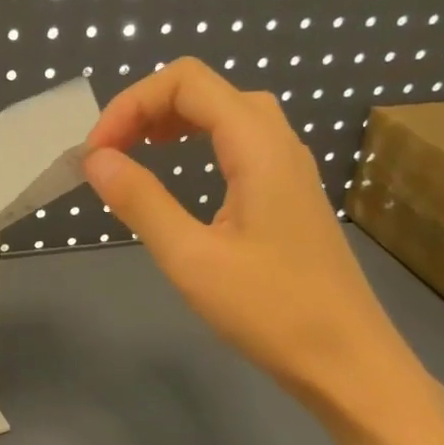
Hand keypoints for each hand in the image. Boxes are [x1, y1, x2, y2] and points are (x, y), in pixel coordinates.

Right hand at [83, 58, 418, 412]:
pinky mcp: (293, 197)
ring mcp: (292, 169)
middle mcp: (280, 143)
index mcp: (258, 145)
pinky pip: (244, 145)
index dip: (132, 104)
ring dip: (177, 122)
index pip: (187, 82)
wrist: (347, 362)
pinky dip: (203, 144)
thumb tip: (96, 159)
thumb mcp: (192, 258)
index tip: (96, 154)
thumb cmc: (270, 311)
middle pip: (209, 90)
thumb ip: (141, 201)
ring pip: (230, 115)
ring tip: (138, 153)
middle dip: (150, 108)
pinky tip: (186, 178)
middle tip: (112, 152)